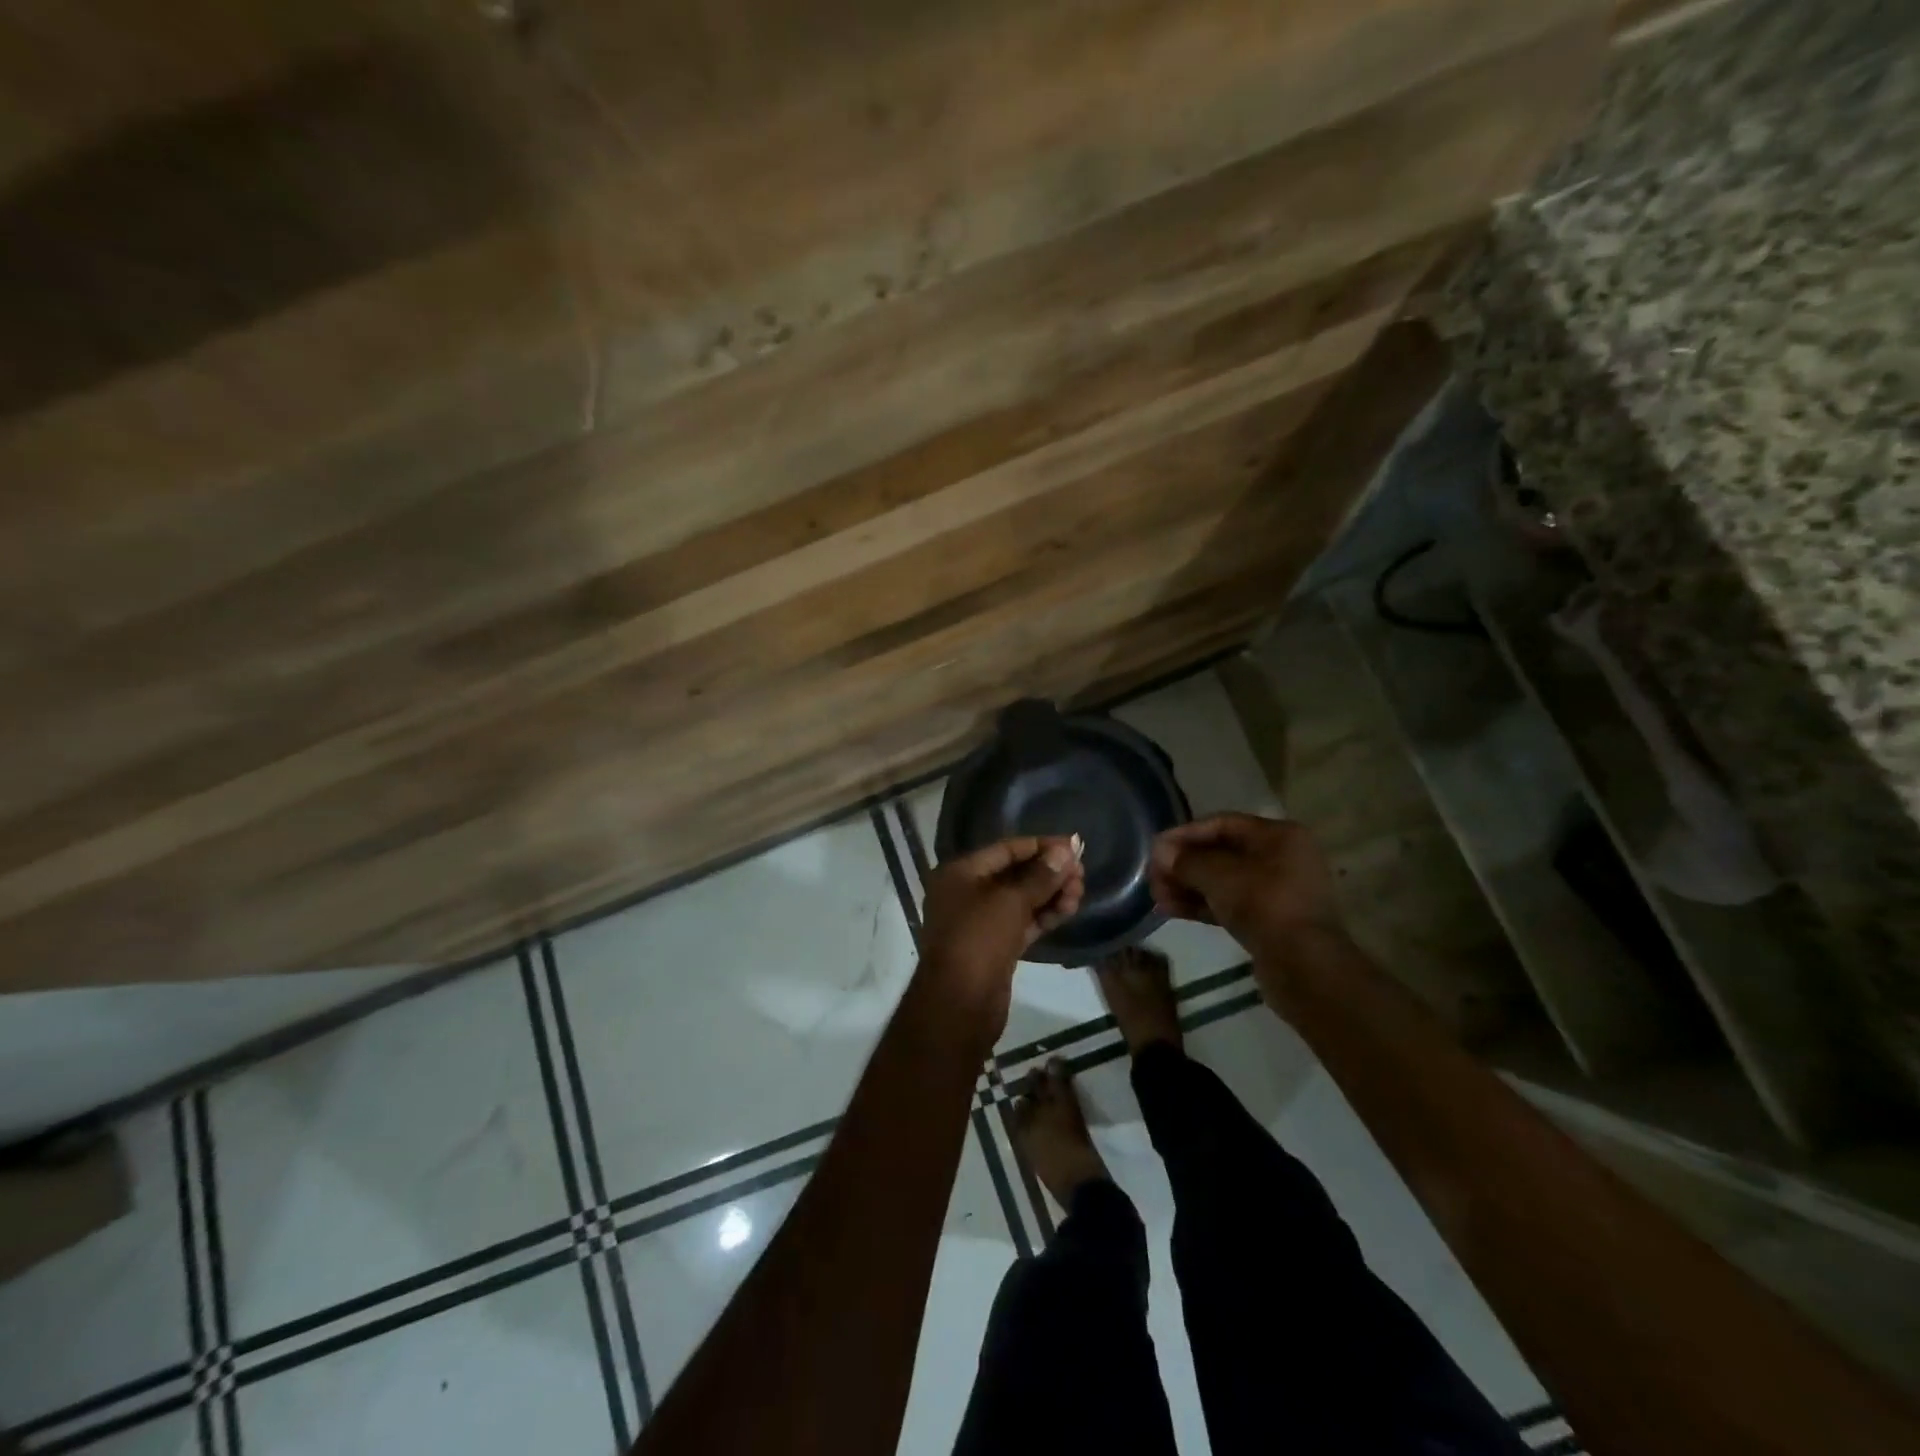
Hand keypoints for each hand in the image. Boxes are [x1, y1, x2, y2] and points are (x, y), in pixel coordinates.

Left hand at [920, 837, 1083, 1033]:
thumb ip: (1041, 876)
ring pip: (1021, 900)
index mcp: (960, 873)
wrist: (960, 1004)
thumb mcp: (1011, 901)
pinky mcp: (995, 946)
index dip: (1040, 845)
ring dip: (1051, 894)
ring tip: (1080, 892)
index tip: (1073, 845)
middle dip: (1048, 872)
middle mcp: (967, 893)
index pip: (1005, 849)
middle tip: (1082, 874)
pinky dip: (1044, 915)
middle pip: (1014, 874)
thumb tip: (1066, 850)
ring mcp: (980, 922)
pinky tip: (1069, 909)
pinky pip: (1022, 922)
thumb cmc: (978, 939)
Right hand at [1149, 813, 1341, 956]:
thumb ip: (1186, 860)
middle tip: (1153, 877)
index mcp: (1279, 835)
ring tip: (1157, 897)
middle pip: (1221, 853)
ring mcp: (1278, 891)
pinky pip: (1230, 903)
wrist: (1304, 966)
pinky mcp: (1270, 920)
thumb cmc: (1264, 905)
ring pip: (1223, 881)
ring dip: (1188, 886)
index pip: (1222, 824)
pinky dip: (1202, 904)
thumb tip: (1160, 851)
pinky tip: (1171, 910)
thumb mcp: (1219, 875)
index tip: (1155, 848)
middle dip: (1184, 865)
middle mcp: (1282, 857)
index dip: (1185, 834)